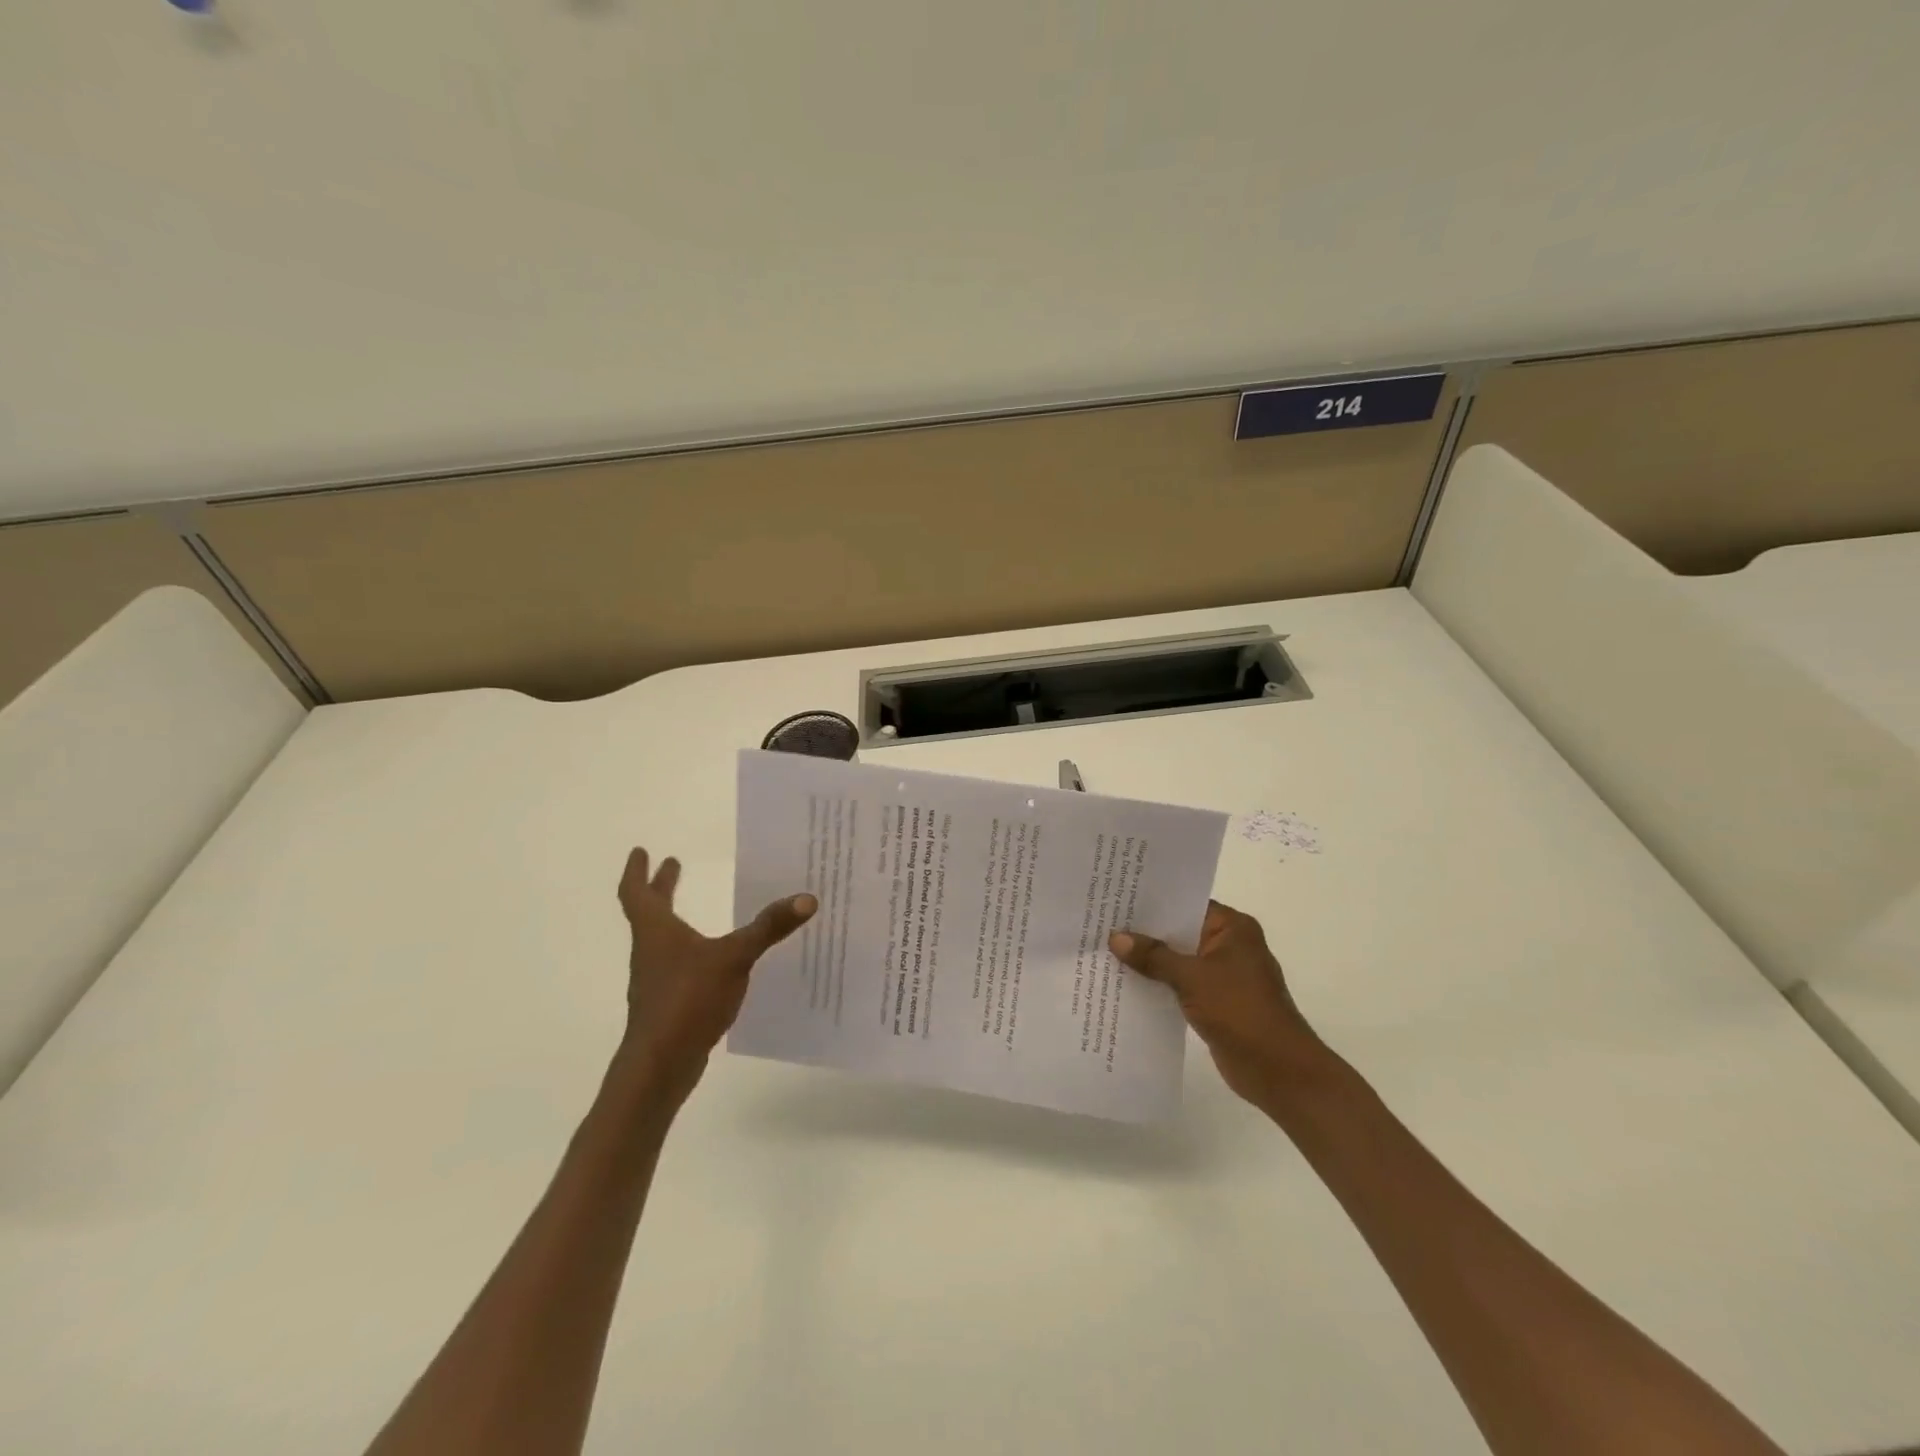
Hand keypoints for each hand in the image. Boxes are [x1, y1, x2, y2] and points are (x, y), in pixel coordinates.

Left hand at [615, 848, 815, 1102]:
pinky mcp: (668, 1004)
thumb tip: (807, 898)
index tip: (640, 851)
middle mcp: (651, 952)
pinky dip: (688, 950)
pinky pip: (676, 965)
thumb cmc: (687, 1000)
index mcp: (656, 932)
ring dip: (672, 919)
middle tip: (672, 866)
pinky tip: (710, 960)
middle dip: (660, 888)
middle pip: (649, 913)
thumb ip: (768, 928)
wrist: (658, 1066)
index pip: (637, 893)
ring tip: (691, 910)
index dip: (637, 871)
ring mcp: (657, 980)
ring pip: (661, 940)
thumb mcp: (733, 958)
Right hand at [1110, 901, 1332, 1108]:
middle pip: (1180, 931)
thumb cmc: (1239, 1010)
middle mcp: (1229, 945)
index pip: (1186, 904)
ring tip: (1107, 950)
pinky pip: (1181, 983)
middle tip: (1104, 922)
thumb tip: (1116, 938)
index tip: (1118, 898)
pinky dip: (1160, 983)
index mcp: (1232, 928)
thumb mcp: (1191, 977)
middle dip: (1146, 932)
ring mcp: (1224, 974)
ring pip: (1179, 959)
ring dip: (1151, 960)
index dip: (1153, 902)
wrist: (1277, 1070)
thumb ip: (1153, 956)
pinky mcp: (1216, 1001)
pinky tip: (1127, 982)